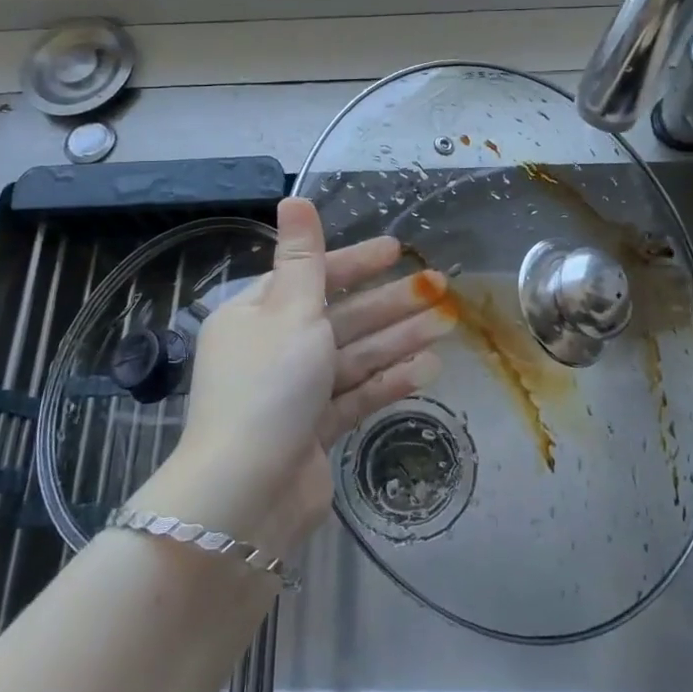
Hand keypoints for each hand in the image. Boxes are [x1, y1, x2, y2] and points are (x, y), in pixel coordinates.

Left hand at [136, 198, 452, 557]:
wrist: (245, 494)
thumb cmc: (268, 386)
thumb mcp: (289, 310)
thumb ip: (303, 256)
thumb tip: (293, 197)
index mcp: (256, 314)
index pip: (311, 277)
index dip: (355, 262)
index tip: (397, 250)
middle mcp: (273, 349)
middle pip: (340, 316)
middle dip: (390, 302)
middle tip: (439, 286)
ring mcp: (294, 393)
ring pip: (354, 355)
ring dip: (399, 339)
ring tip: (447, 324)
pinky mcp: (314, 431)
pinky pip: (355, 395)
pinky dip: (388, 381)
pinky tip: (428, 368)